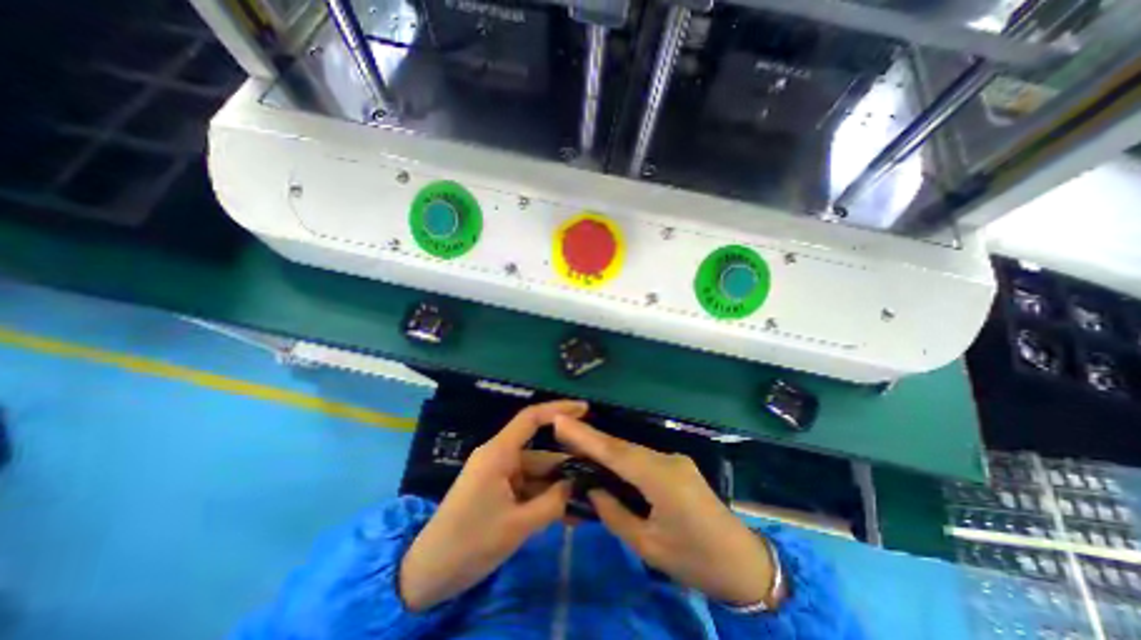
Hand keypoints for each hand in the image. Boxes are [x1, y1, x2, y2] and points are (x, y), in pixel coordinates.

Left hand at [397, 399, 582, 609]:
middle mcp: (500, 456)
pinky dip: (545, 498)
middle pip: (540, 452)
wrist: (428, 574)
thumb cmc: (470, 543)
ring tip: (588, 501)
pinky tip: (568, 514)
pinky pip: (528, 487)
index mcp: (499, 453)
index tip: (585, 409)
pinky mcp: (498, 490)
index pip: (531, 419)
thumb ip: (553, 502)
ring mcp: (499, 474)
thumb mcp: (517, 525)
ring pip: (537, 473)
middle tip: (598, 474)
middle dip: (567, 464)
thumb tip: (579, 485)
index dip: (559, 409)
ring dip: (559, 487)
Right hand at [556, 419, 785, 608]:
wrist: (744, 562)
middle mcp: (666, 460)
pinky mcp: (676, 466)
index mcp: (661, 480)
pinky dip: (619, 457)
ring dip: (604, 446)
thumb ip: (616, 515)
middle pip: (621, 447)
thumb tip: (593, 490)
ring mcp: (673, 460)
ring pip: (631, 450)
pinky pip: (641, 457)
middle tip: (561, 428)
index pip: (615, 453)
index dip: (585, 437)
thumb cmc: (696, 561)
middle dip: (590, 437)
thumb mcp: (649, 546)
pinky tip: (605, 459)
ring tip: (575, 442)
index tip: (560, 421)